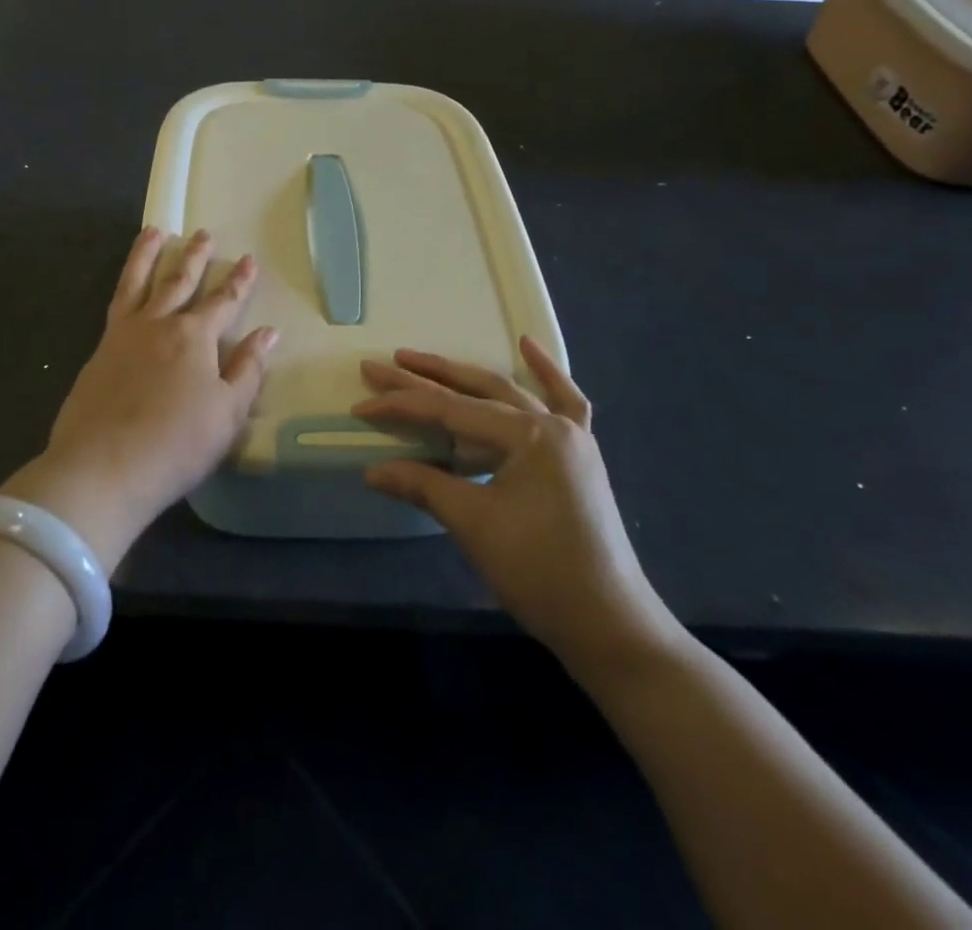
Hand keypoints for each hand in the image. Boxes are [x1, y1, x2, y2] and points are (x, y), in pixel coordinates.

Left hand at [3, 227, 277, 573]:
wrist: (101, 468)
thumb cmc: (176, 444)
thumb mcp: (227, 413)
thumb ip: (248, 369)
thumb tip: (268, 333)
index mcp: (195, 337)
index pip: (224, 301)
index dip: (239, 281)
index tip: (249, 259)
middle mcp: (159, 325)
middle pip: (180, 282)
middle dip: (195, 257)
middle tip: (203, 234)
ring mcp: (124, 335)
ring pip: (138, 282)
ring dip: (148, 255)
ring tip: (154, 232)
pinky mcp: (99, 352)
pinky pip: (116, 304)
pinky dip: (124, 285)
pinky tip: (127, 287)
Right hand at [356, 339, 684, 683]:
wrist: (609, 624)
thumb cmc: (539, 571)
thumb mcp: (474, 524)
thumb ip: (423, 486)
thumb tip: (373, 471)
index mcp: (529, 435)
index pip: (451, 411)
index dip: (403, 406)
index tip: (362, 404)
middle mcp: (552, 424)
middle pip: (477, 391)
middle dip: (426, 378)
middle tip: (382, 365)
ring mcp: (570, 438)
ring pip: (511, 392)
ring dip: (466, 377)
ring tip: (424, 361)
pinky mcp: (578, 456)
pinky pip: (565, 403)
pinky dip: (546, 374)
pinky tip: (527, 347)